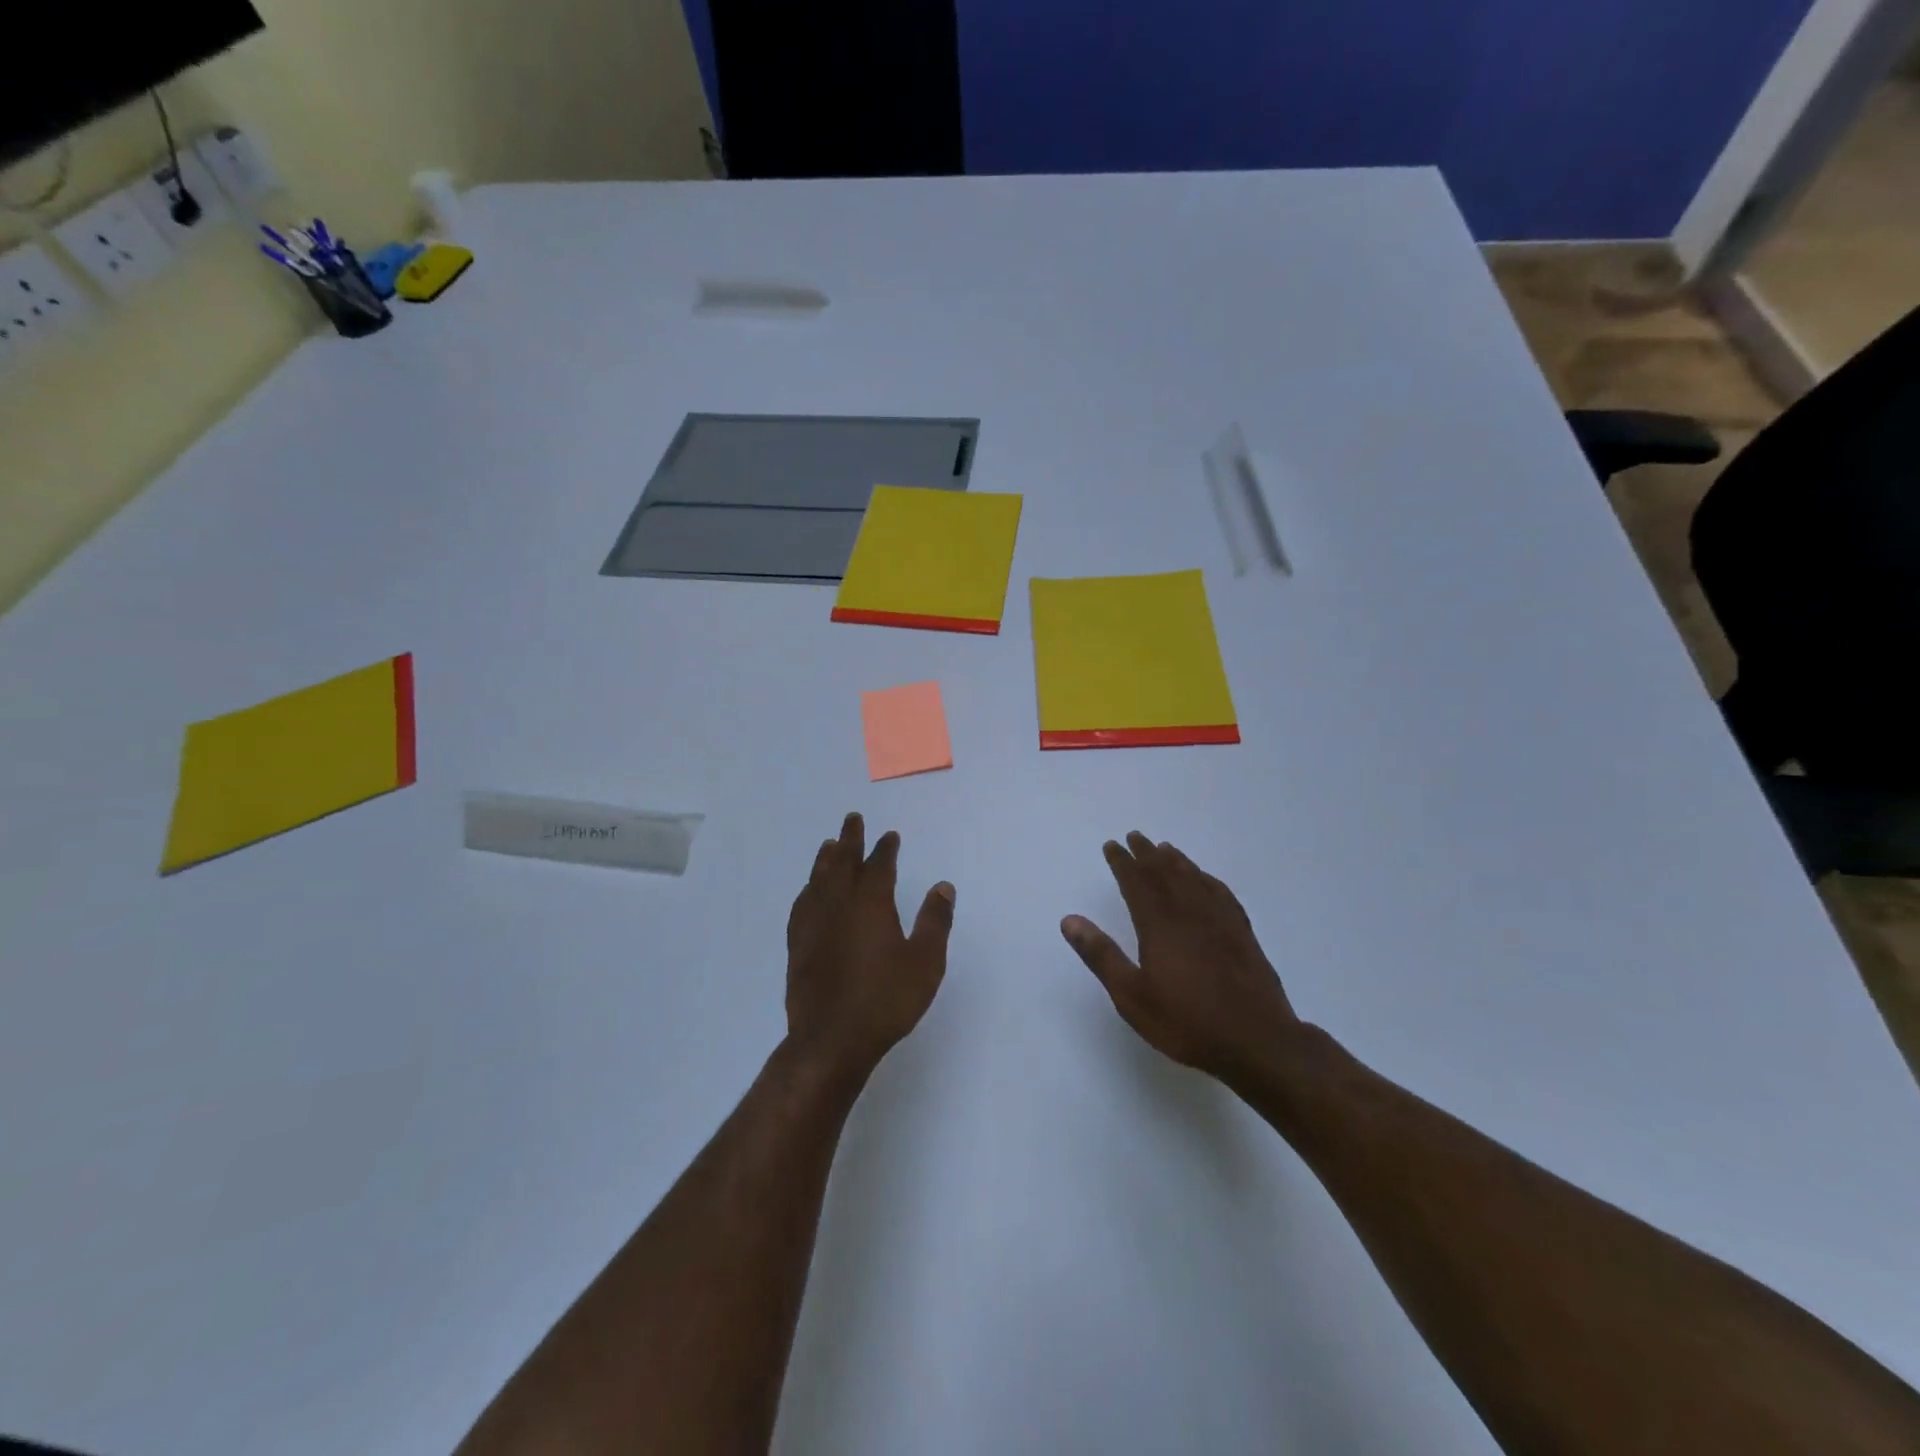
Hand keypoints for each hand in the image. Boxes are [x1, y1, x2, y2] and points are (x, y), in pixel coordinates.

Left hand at [785, 812, 955, 1078]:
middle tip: (851, 819)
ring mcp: (814, 924)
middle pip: (842, 862)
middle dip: (849, 839)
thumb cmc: (886, 1000)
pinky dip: (807, 890)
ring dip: (825, 859)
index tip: (890, 836)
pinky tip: (808, 892)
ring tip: (828, 845)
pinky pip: (801, 904)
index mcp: (871, 903)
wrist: (831, 1039)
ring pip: (818, 880)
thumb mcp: (925, 962)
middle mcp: (839, 904)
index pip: (879, 865)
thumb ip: (935, 921)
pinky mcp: (797, 945)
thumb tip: (943, 886)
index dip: (885, 848)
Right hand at [1062, 832, 1297, 1079]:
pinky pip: (1222, 894)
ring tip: (1165, 849)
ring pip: (1195, 880)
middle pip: (1166, 874)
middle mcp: (1189, 914)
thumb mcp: (1131, 995)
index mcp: (1159, 926)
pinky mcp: (1243, 935)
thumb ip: (1101, 955)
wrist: (1257, 1042)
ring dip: (1177, 862)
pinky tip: (1206, 880)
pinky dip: (1208, 880)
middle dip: (1147, 854)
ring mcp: (1220, 922)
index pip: (1137, 883)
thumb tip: (1070, 920)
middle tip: (1135, 837)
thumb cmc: (1186, 1022)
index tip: (1112, 845)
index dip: (1123, 862)